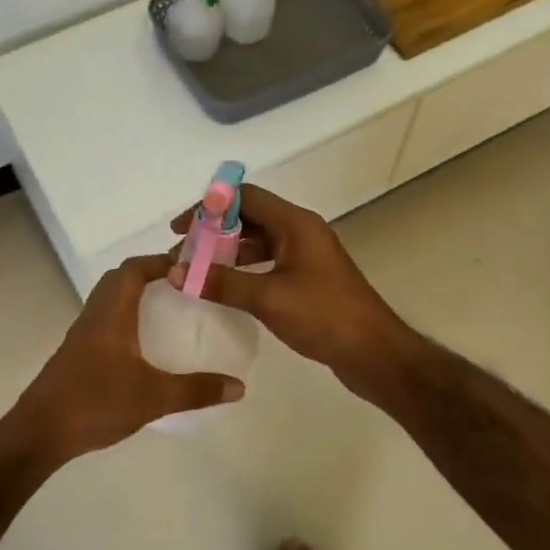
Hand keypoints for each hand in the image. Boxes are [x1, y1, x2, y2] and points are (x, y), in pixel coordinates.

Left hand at [12, 253, 244, 467]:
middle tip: (182, 285)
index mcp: (111, 313)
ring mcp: (82, 334)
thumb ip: (197, 390)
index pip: (134, 269)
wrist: (40, 433)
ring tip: (168, 309)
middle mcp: (94, 315)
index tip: (190, 266)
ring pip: (109, 299)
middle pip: (120, 279)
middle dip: (150, 274)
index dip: (160, 261)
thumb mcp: (153, 398)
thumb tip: (240, 386)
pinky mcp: (77, 353)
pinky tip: (143, 343)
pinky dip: (125, 317)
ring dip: (135, 295)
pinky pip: (104, 319)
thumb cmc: (96, 403)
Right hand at [169, 185, 417, 396]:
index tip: (181, 228)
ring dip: (226, 252)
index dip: (210, 207)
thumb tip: (176, 273)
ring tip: (194, 271)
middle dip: (214, 232)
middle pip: (250, 218)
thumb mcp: (268, 297)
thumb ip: (221, 282)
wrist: (373, 352)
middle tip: (181, 253)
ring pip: (258, 242)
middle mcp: (301, 232)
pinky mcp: (307, 280)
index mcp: (296, 224)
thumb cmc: (323, 316)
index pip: (246, 197)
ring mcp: (305, 257)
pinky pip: (267, 264)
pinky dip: (243, 270)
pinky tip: (223, 288)